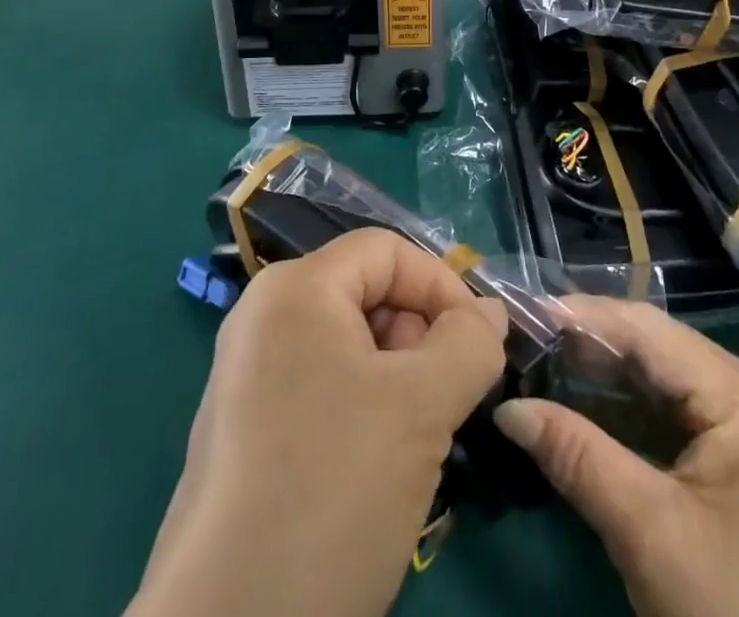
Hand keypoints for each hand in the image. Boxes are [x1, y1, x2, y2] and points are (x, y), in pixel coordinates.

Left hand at [130, 229, 507, 616]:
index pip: (386, 251)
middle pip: (366, 294)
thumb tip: (491, 314)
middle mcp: (264, 318)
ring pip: (350, 348)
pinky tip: (378, 471)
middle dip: (419, 337)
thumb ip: (469, 344)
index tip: (479, 345)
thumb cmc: (332, 488)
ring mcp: (249, 377)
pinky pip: (323, 390)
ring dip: (399, 381)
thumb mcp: (421, 408)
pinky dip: (365, 411)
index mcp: (294, 289)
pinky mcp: (247, 432)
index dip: (440, 285)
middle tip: (445, 401)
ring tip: (417, 442)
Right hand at [494, 298, 738, 616]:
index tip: (522, 313)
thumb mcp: (650, 533)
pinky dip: (625, 415)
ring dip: (602, 379)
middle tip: (523, 342)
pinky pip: (673, 418)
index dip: (582, 316)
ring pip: (661, 383)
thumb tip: (507, 409)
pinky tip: (579, 410)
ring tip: (539, 367)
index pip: (648, 331)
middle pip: (655, 351)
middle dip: (587, 346)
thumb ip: (576, 457)